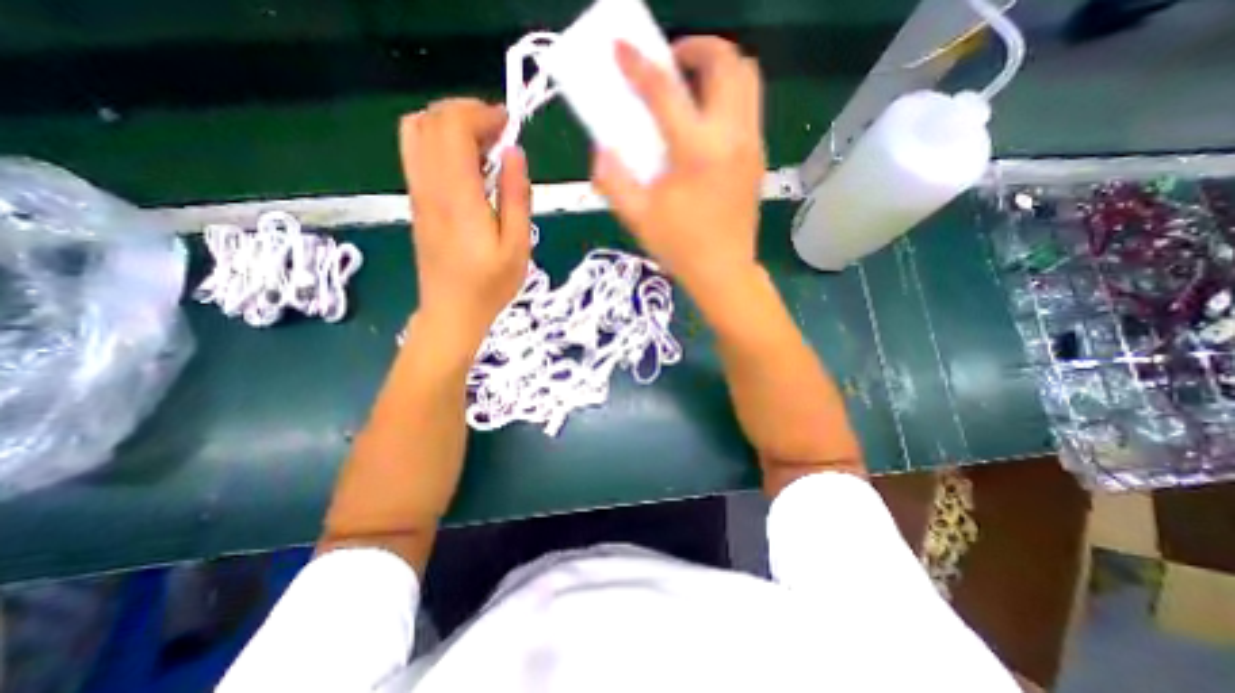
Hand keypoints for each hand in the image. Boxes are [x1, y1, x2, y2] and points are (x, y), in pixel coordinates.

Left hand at [398, 100, 527, 347]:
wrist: (451, 312)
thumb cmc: (490, 286)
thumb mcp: (517, 246)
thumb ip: (516, 197)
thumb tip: (514, 152)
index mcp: (458, 197)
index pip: (453, 127)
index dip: (480, 113)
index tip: (509, 123)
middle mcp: (429, 187)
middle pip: (430, 120)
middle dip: (465, 113)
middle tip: (500, 134)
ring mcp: (417, 193)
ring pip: (417, 132)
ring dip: (450, 126)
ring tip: (485, 147)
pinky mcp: (417, 202)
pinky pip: (418, 154)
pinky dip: (441, 143)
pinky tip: (470, 168)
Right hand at [594, 35, 767, 288]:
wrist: (723, 271)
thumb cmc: (680, 247)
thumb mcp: (637, 217)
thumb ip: (614, 180)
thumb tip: (602, 151)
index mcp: (697, 152)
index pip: (666, 92)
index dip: (639, 65)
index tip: (622, 48)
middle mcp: (732, 137)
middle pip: (727, 62)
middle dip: (697, 48)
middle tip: (671, 63)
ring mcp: (751, 145)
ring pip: (747, 78)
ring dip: (718, 67)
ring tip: (691, 86)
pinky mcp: (758, 157)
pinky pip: (750, 106)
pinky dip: (728, 95)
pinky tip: (705, 122)